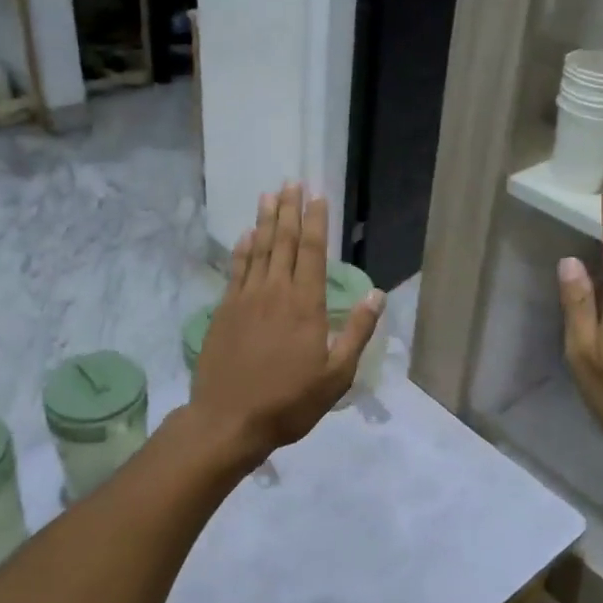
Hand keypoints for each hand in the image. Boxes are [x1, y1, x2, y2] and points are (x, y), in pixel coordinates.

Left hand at [190, 183, 382, 463]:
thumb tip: (377, 294)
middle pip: (283, 242)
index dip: (316, 221)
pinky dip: (242, 249)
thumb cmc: (289, 402)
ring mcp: (245, 299)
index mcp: (305, 304)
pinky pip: (236, 270)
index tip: (318, 195)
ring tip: (269, 195)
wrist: (228, 420)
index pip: (312, 252)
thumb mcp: (336, 376)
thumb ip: (356, 332)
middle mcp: (275, 291)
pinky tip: (246, 235)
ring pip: (258, 249)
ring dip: (265, 220)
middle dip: (289, 210)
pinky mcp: (224, 310)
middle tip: (291, 182)